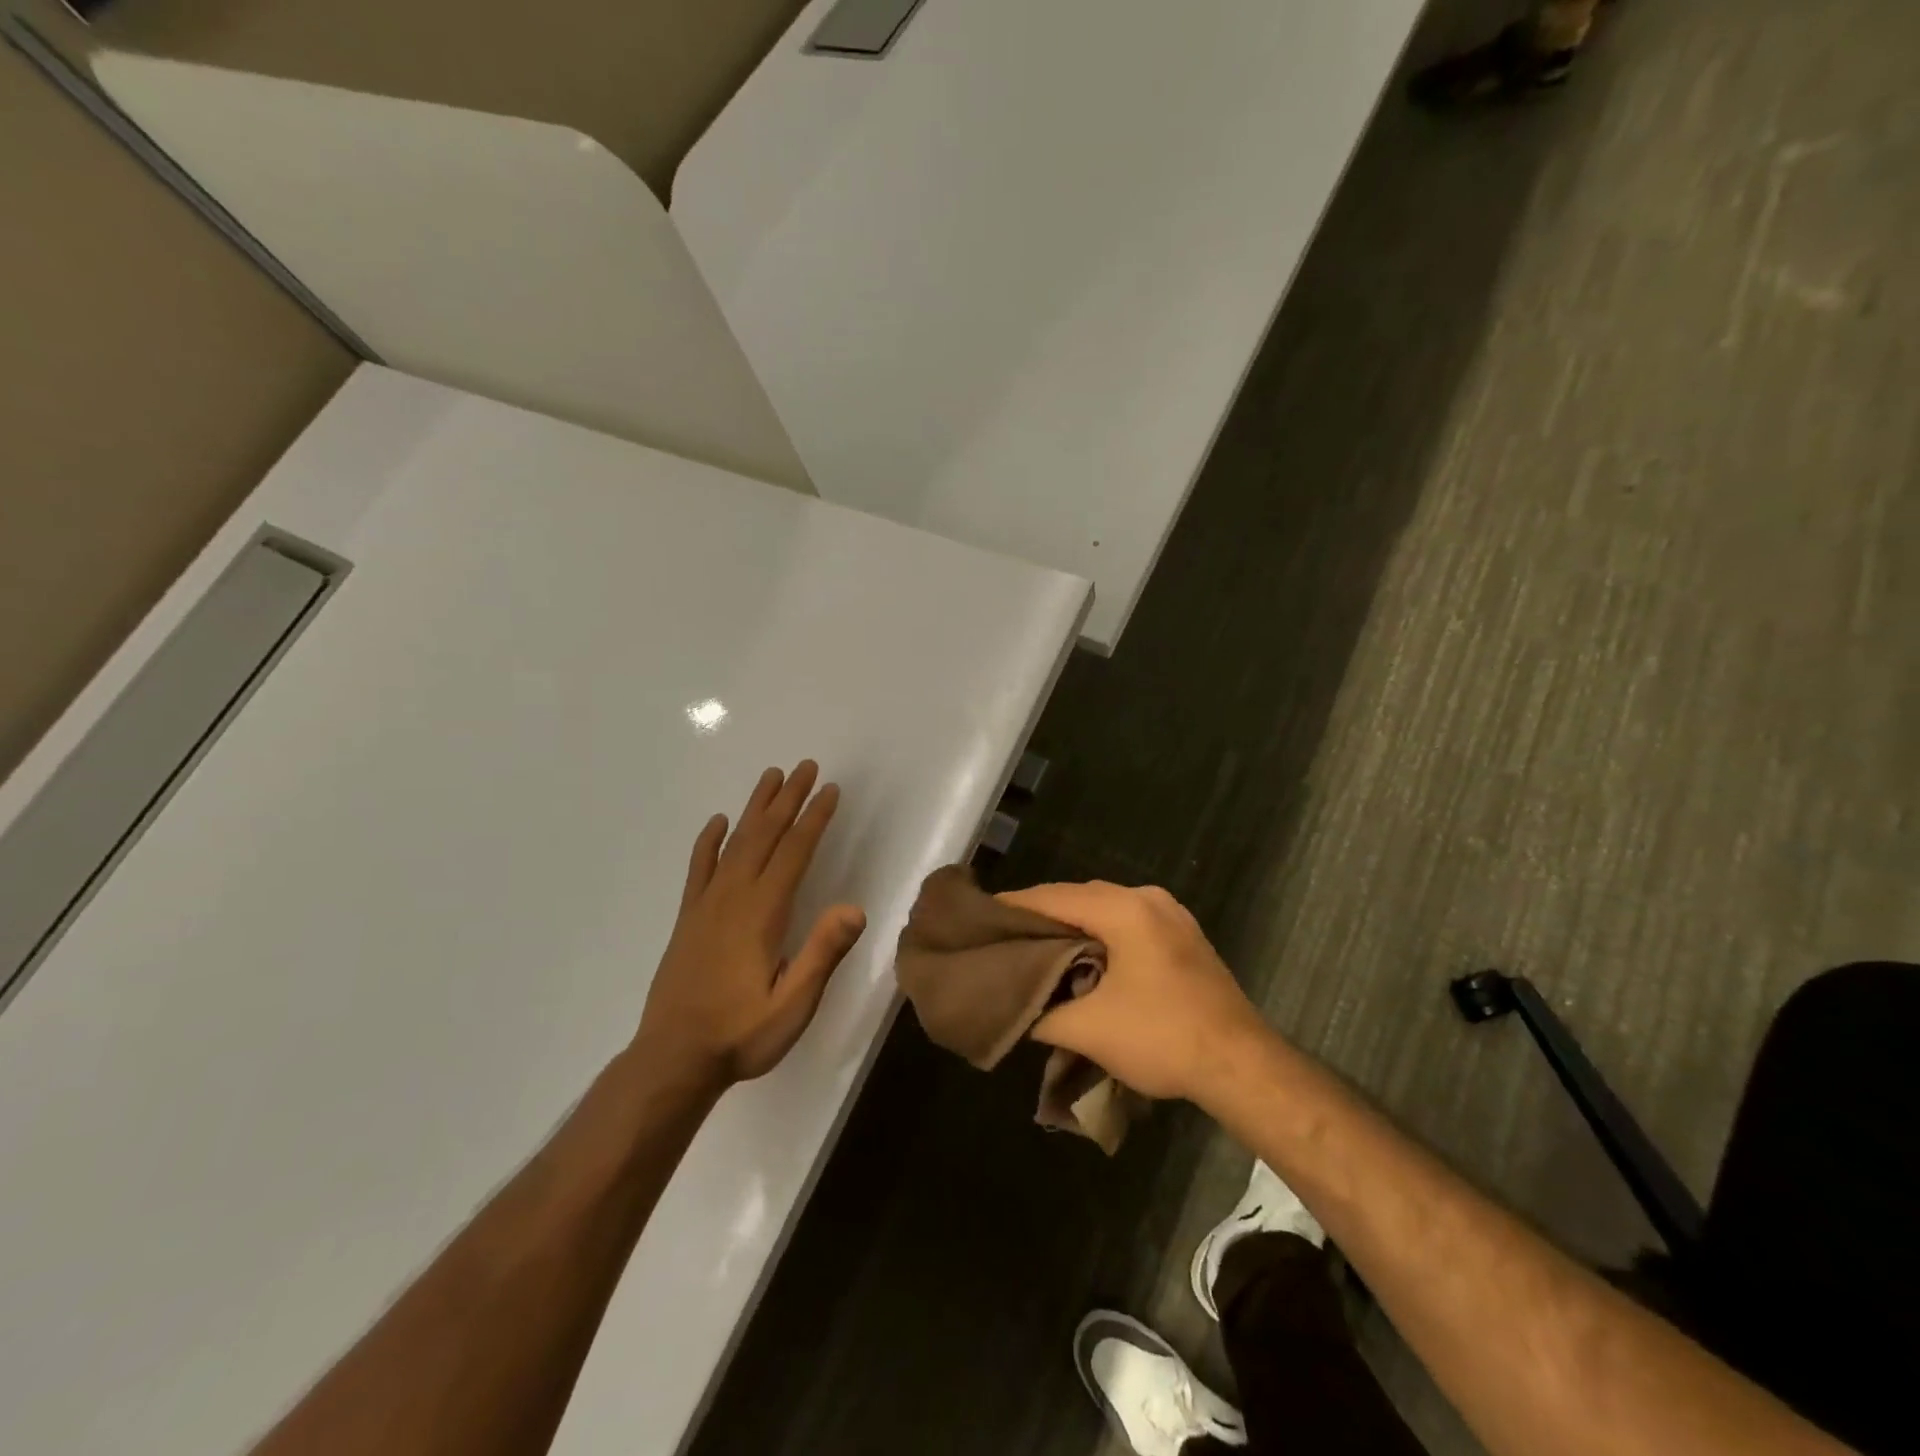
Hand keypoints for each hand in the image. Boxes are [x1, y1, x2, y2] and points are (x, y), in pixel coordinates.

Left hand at [635, 762, 865, 1092]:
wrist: (672, 1060)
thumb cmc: (740, 1035)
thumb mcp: (793, 1005)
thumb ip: (822, 954)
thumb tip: (855, 907)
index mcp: (762, 913)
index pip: (794, 852)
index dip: (814, 818)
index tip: (829, 789)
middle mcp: (733, 898)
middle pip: (765, 835)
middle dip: (788, 799)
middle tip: (805, 766)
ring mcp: (705, 905)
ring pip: (735, 843)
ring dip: (755, 808)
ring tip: (770, 776)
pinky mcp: (688, 919)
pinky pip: (699, 869)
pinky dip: (709, 842)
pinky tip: (718, 823)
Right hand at [996, 881, 1268, 1103]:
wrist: (1243, 1065)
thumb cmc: (1162, 1037)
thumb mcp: (1088, 1029)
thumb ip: (1042, 1012)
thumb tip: (1015, 1009)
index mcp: (1124, 909)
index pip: (1053, 897)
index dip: (1015, 907)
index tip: (982, 918)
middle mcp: (1149, 899)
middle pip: (1080, 897)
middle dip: (1043, 915)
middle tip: (1006, 935)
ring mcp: (1172, 915)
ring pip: (1107, 908)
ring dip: (1073, 924)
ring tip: (1038, 946)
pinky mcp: (1185, 936)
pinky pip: (1129, 922)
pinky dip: (1102, 933)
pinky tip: (1085, 956)